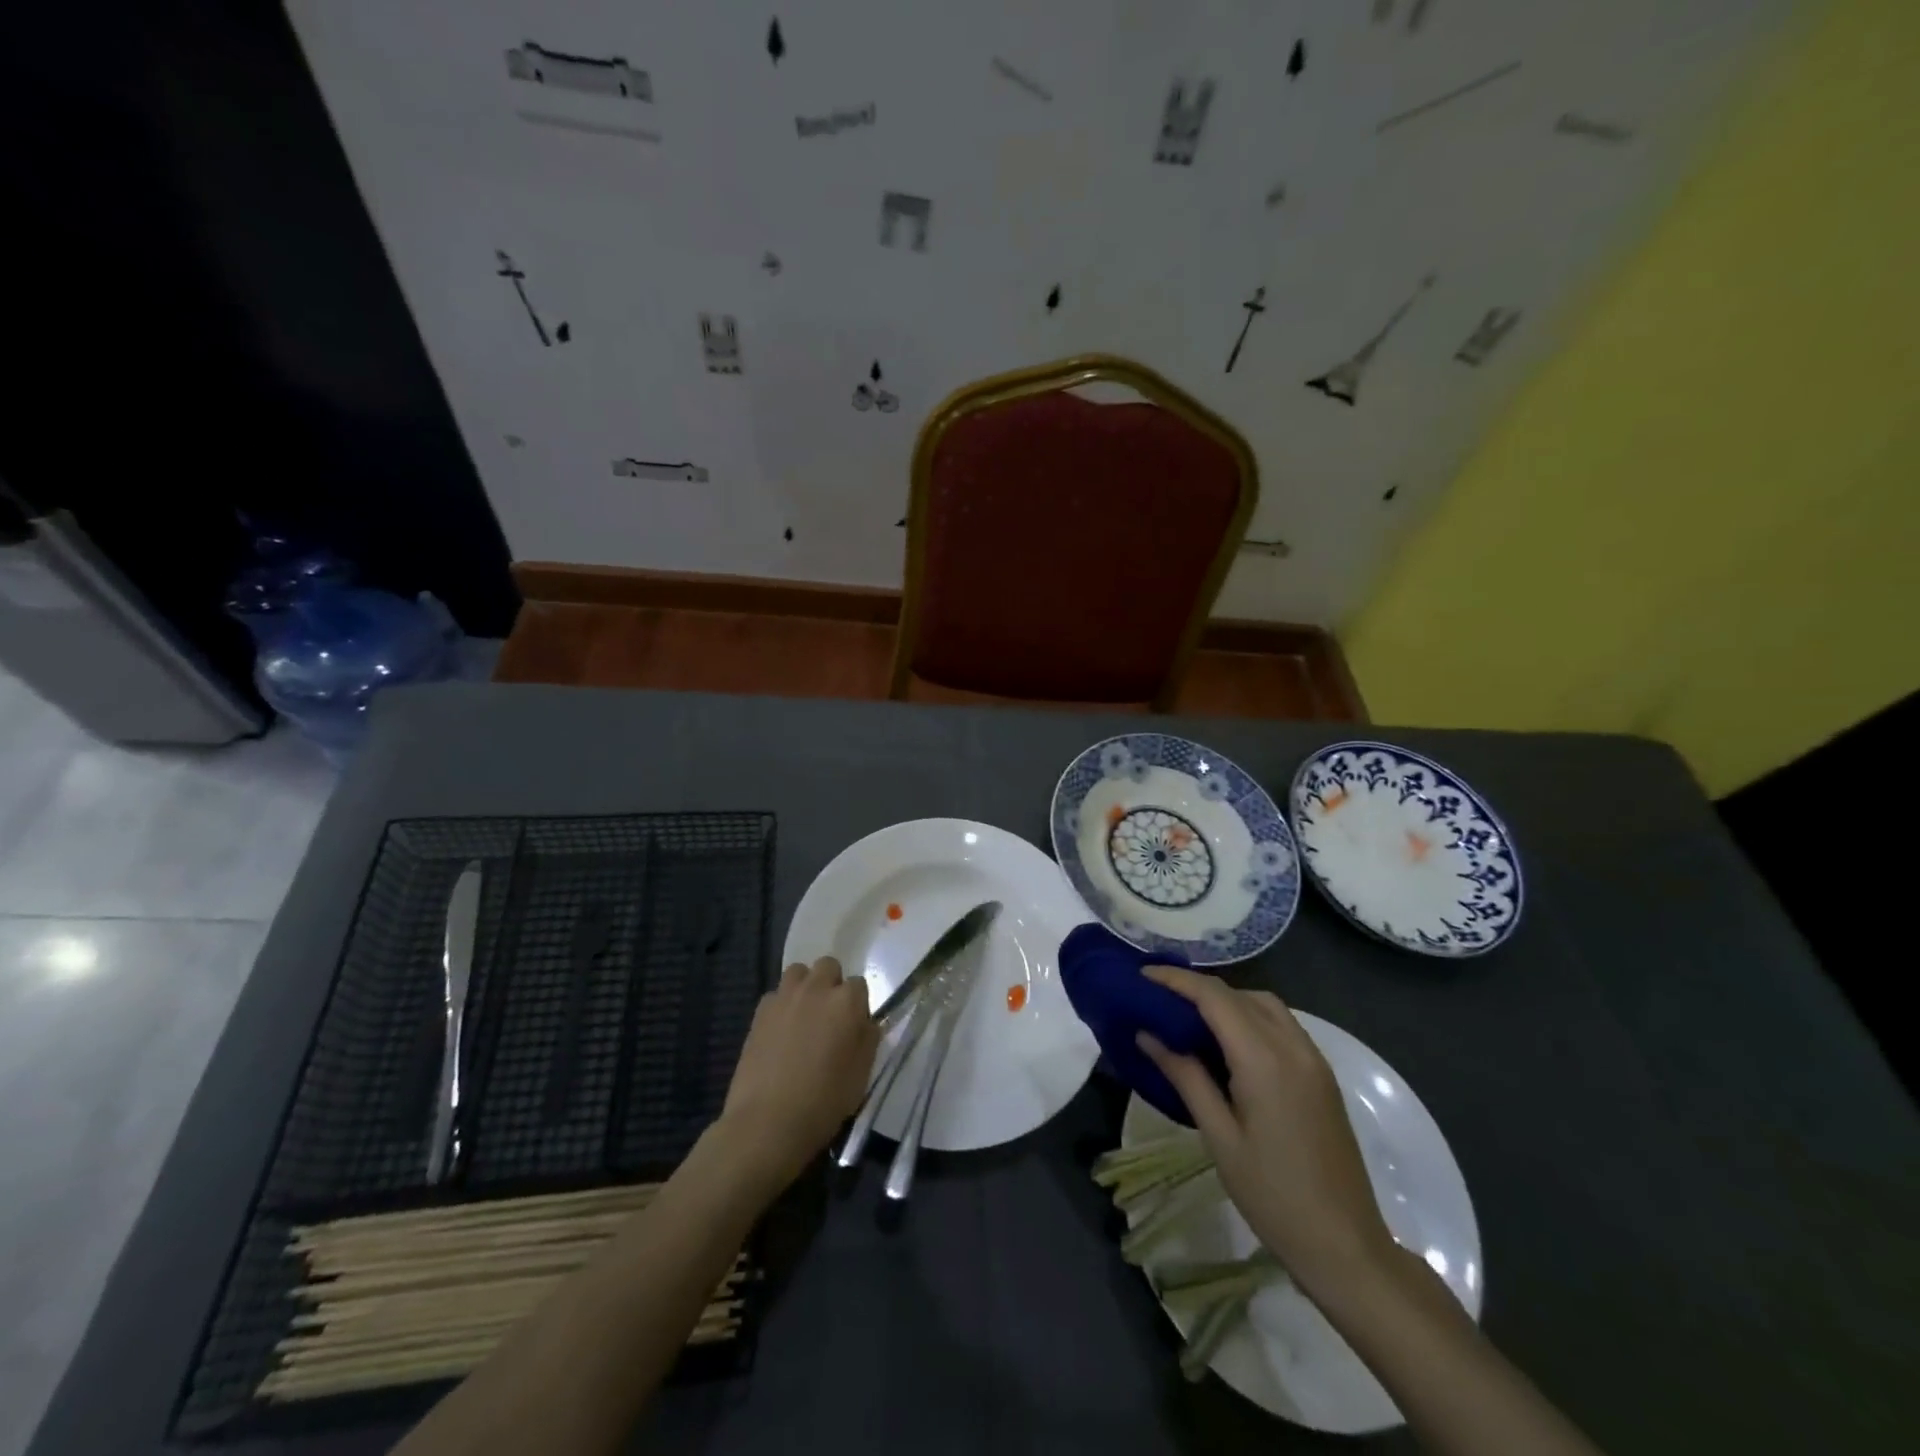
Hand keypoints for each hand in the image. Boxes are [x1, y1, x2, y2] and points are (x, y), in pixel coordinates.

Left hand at [717, 957, 878, 1191]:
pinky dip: (781, 1005)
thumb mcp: (862, 1074)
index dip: (857, 1005)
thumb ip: (868, 1038)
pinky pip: (776, 994)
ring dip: (805, 986)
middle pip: (828, 966)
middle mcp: (817, 989)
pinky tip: (780, 1031)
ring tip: (804, 1015)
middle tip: (829, 1016)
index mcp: (847, 1002)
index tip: (853, 1027)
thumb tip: (865, 1023)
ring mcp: (785, 997)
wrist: (768, 1122)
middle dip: (831, 984)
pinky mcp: (760, 1011)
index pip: (859, 985)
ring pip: (799, 972)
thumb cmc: (824, 1101)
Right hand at [1138, 966, 1395, 1288]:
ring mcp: (1313, 1060)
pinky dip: (1250, 1016)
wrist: (1346, 1246)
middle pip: (1240, 994)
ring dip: (1227, 999)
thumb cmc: (1273, 1196)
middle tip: (1159, 997)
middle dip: (1198, 987)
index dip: (1177, 980)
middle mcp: (1293, 1047)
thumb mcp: (1219, 1138)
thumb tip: (1148, 1035)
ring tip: (1190, 1015)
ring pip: (1265, 1005)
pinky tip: (1228, 1041)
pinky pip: (1282, 1025)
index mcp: (1264, 1060)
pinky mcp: (1322, 1075)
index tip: (1142, 975)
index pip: (1214, 997)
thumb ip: (1186, 1077)